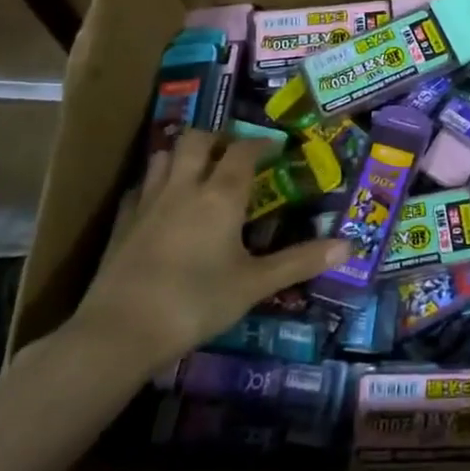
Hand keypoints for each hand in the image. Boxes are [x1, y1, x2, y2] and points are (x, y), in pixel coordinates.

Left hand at [63, 132, 349, 383]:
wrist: (119, 332)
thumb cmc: (195, 302)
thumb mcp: (255, 284)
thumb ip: (300, 262)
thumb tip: (349, 246)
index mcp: (220, 195)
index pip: (244, 151)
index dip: (262, 144)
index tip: (277, 147)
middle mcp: (184, 187)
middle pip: (198, 140)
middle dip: (219, 138)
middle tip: (236, 153)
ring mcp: (148, 202)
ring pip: (164, 156)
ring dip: (185, 154)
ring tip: (200, 169)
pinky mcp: (122, 223)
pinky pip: (141, 187)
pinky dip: (156, 183)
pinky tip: (162, 202)